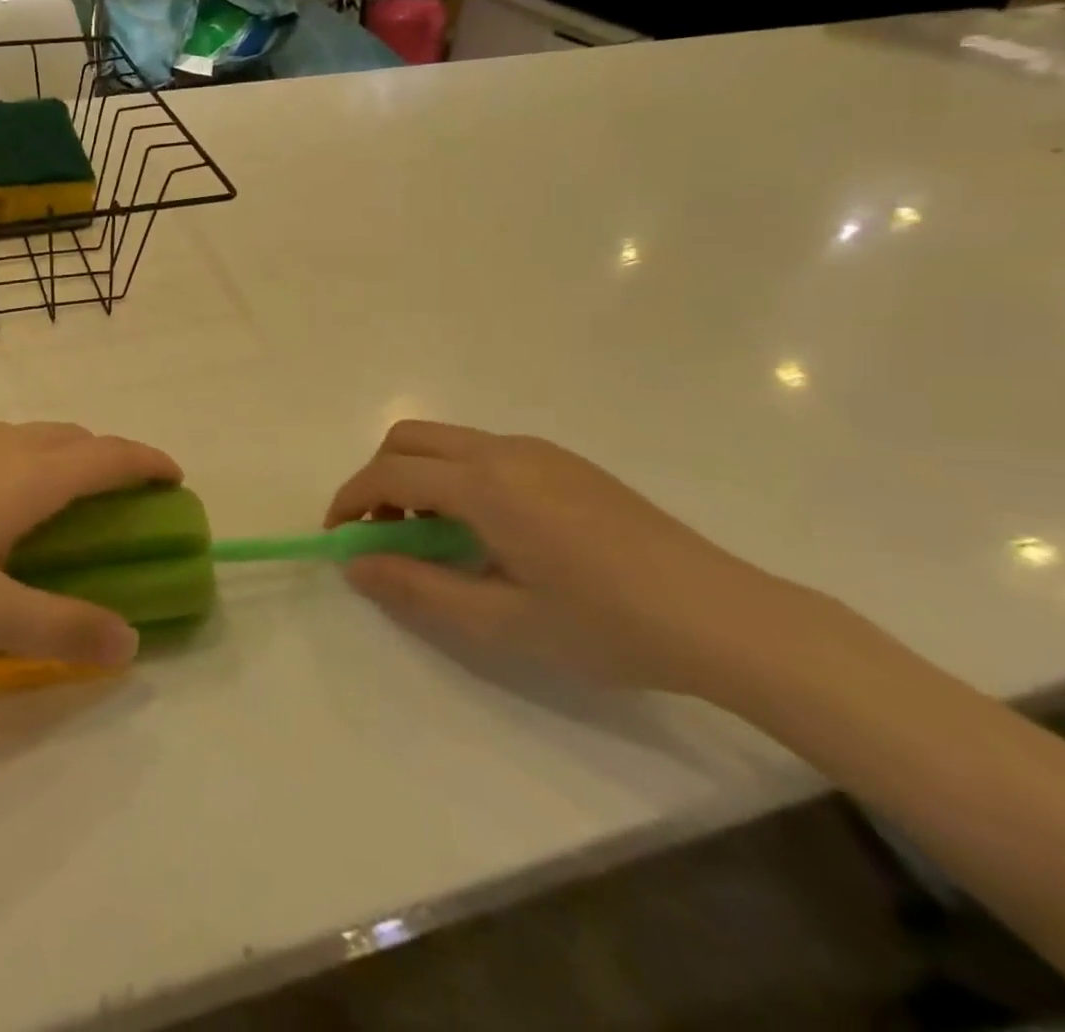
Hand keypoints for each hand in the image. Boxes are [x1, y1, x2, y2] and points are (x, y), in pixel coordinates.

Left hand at [0, 421, 178, 666]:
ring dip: (61, 457)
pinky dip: (18, 461)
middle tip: (119, 499)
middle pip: (71, 437)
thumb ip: (59, 629)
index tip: (175, 477)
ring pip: (27, 436)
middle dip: (108, 459)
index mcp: (23, 478)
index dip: (148, 462)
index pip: (107, 457)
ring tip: (57, 502)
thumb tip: (131, 641)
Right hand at [327, 422, 806, 697]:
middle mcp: (505, 450)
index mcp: (486, 484)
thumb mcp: (501, 622)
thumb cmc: (608, 625)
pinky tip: (484, 531)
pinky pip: (484, 452)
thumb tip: (355, 566)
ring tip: (432, 539)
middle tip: (382, 534)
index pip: (390, 473)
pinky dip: (454, 477)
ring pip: (447, 442)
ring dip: (417, 477)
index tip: (339, 539)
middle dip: (378, 478)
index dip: (351, 501)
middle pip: (410, 438)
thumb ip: (417, 589)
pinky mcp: (564, 462)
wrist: (725, 617)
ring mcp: (539, 451)